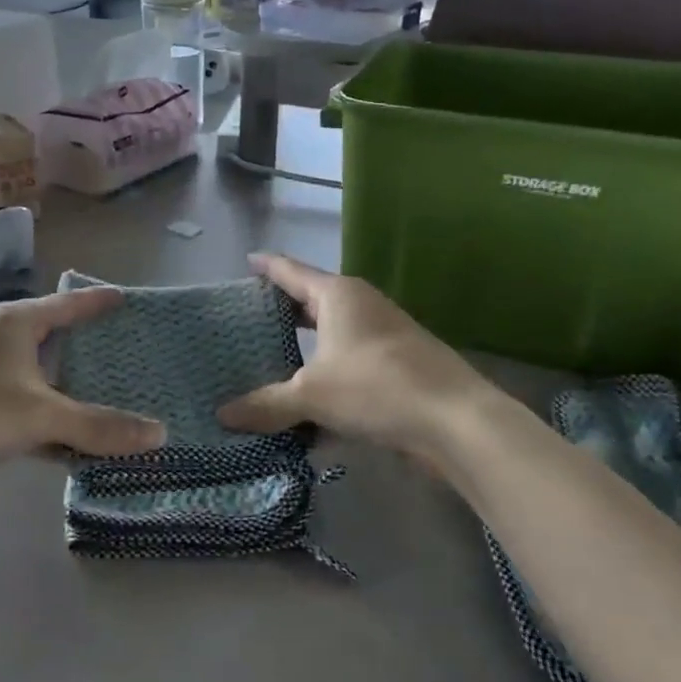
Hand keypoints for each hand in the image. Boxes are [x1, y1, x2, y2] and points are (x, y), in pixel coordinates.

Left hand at [0, 289, 165, 510]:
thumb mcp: (42, 413)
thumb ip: (100, 426)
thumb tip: (161, 435)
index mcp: (15, 324)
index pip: (66, 305)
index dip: (96, 303)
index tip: (126, 300)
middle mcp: (4, 347)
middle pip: (59, 344)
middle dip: (93, 353)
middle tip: (138, 356)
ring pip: (49, 387)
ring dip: (80, 398)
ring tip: (127, 401)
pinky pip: (38, 420)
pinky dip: (62, 431)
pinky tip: (93, 447)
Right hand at [217, 255, 492, 461]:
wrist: (457, 421)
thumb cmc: (376, 387)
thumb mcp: (311, 395)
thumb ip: (266, 403)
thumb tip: (223, 415)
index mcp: (337, 295)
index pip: (291, 270)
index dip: (266, 266)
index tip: (246, 261)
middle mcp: (361, 305)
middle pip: (311, 300)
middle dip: (282, 309)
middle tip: (247, 319)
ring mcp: (384, 333)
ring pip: (332, 334)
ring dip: (305, 345)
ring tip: (271, 358)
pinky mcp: (398, 363)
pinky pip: (349, 360)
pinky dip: (327, 372)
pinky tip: (309, 400)